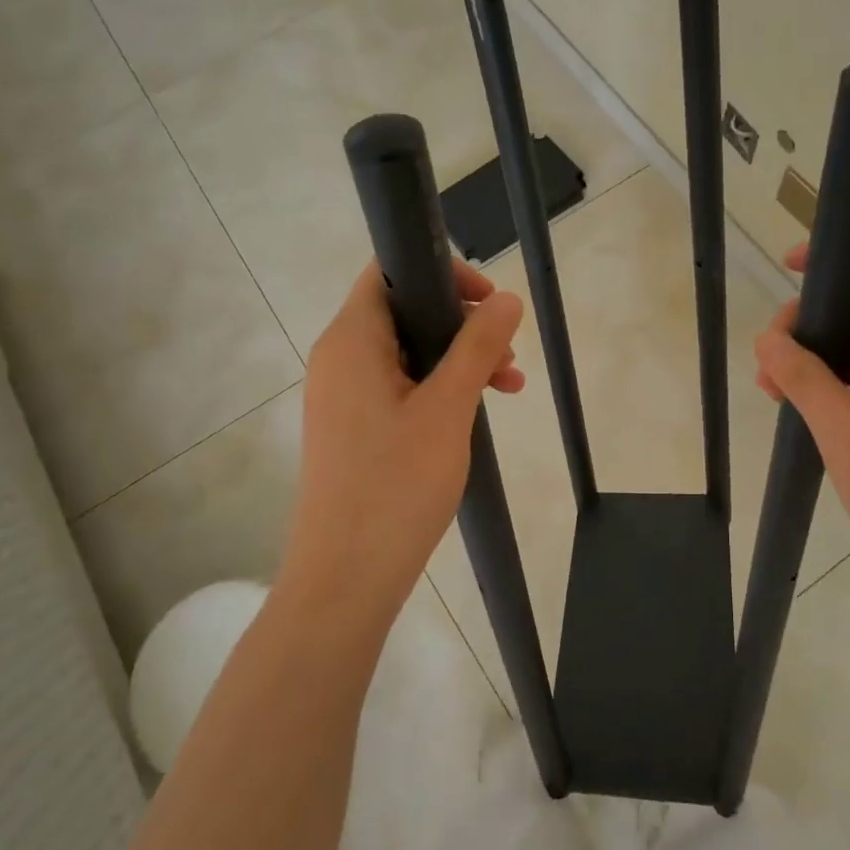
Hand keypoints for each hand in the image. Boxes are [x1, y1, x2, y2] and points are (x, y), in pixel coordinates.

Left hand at [283, 259, 524, 630]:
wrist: (346, 578)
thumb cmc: (396, 484)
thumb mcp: (448, 407)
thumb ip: (477, 346)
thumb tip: (506, 299)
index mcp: (351, 340)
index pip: (389, 272)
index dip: (442, 274)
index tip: (489, 301)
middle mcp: (340, 358)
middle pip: (405, 312)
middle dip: (462, 324)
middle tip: (507, 353)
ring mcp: (344, 396)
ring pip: (409, 353)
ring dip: (459, 360)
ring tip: (509, 386)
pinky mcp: (354, 427)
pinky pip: (401, 387)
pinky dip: (439, 389)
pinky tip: (477, 412)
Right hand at [754, 237, 849, 633]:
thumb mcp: (846, 432)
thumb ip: (804, 378)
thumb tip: (768, 337)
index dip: (846, 251)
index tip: (794, 269)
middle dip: (810, 316)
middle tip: (770, 353)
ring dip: (809, 354)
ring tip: (768, 385)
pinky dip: (821, 383)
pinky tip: (787, 405)